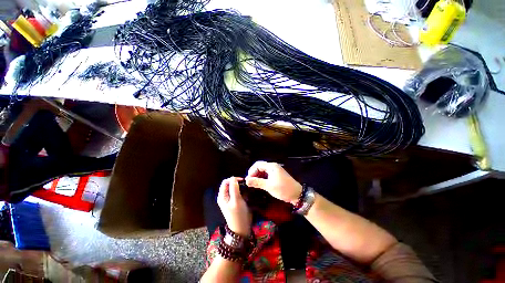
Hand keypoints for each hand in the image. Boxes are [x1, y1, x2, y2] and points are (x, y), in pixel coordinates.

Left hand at [217, 177, 251, 236]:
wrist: (242, 229)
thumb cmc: (238, 215)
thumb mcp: (236, 200)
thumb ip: (234, 188)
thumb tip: (233, 177)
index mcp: (222, 196)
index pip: (225, 182)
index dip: (233, 179)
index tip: (242, 180)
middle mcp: (225, 196)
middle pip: (230, 184)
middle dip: (237, 183)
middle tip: (246, 184)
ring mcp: (231, 199)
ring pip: (235, 188)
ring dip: (241, 187)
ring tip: (247, 188)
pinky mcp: (236, 201)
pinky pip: (238, 192)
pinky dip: (243, 191)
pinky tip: (247, 193)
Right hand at [245, 161, 301, 204]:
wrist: (297, 194)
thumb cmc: (283, 189)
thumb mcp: (269, 186)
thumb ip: (257, 182)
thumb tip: (246, 180)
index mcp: (271, 166)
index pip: (258, 165)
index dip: (251, 171)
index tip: (248, 180)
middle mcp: (273, 167)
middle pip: (260, 167)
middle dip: (254, 173)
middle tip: (250, 182)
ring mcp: (275, 171)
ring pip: (263, 171)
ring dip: (257, 176)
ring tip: (253, 184)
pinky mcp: (276, 176)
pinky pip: (266, 174)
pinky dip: (262, 178)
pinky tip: (259, 184)